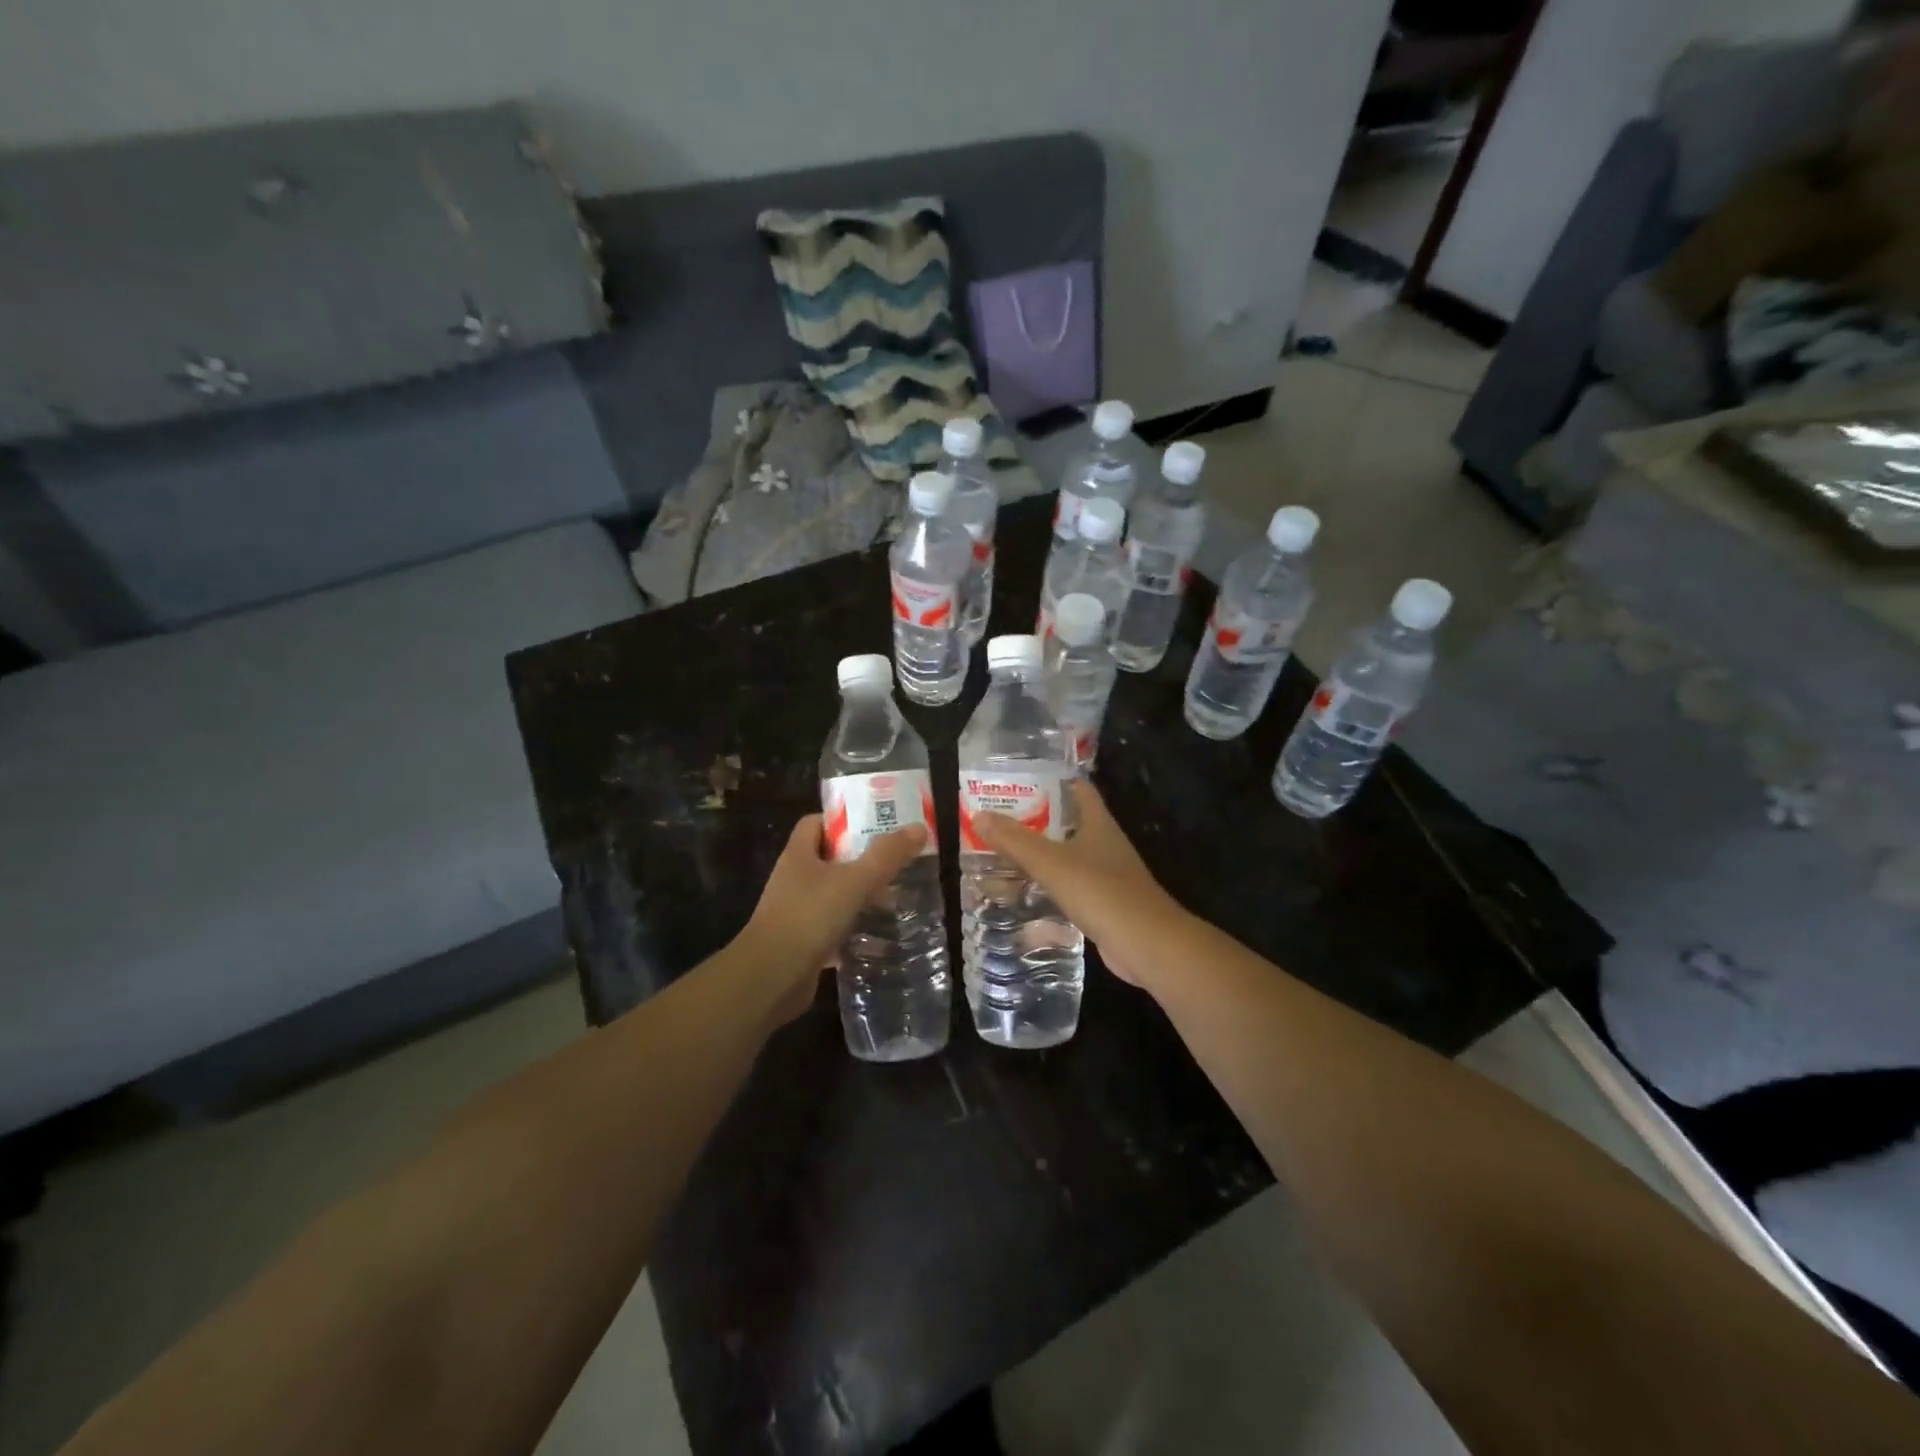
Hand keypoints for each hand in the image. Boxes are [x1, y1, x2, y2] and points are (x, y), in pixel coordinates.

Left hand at [737, 815, 927, 1023]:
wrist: (771, 979)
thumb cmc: (809, 917)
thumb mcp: (855, 880)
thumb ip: (887, 855)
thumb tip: (920, 827)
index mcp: (798, 855)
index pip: (816, 823)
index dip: (844, 821)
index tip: (876, 826)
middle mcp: (794, 880)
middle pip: (829, 859)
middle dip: (862, 860)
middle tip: (896, 863)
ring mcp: (795, 913)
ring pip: (833, 896)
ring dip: (860, 897)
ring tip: (894, 899)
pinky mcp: (802, 943)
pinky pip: (833, 929)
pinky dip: (854, 931)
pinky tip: (880, 939)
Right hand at [973, 780, 1186, 988]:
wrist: (1147, 944)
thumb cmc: (1101, 892)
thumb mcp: (1051, 862)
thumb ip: (1015, 840)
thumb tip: (979, 815)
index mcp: (1098, 823)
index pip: (1077, 788)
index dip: (1051, 779)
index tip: (1018, 778)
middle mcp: (1104, 843)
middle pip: (1068, 822)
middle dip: (1035, 819)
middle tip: (998, 818)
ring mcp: (1107, 875)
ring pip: (1067, 856)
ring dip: (1040, 854)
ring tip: (1003, 853)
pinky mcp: (1103, 904)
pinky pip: (1070, 887)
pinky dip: (1048, 885)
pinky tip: (1024, 893)